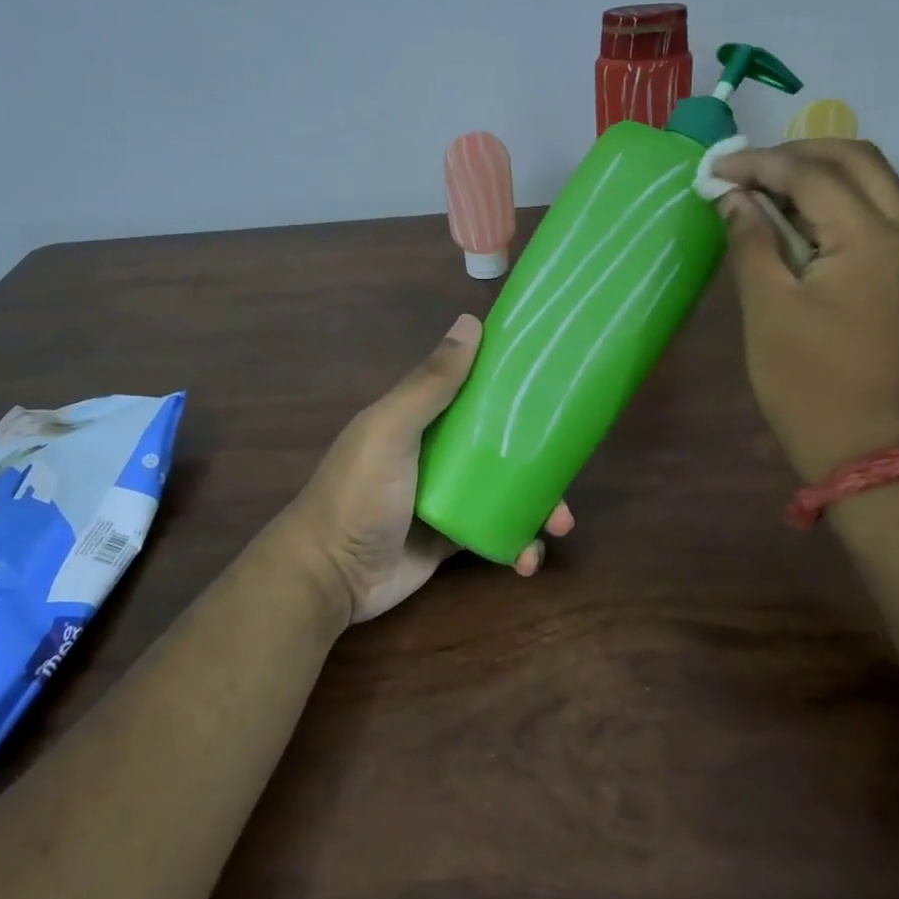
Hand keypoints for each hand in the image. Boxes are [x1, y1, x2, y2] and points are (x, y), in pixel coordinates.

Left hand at [287, 313, 574, 624]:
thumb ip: (430, 383)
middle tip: (569, 475)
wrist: (330, 576)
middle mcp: (441, 452)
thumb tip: (471, 322)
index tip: (559, 387)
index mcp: (425, 418)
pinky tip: (528, 560)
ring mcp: (450, 497)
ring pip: (509, 490)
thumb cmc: (359, 493)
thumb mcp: (391, 430)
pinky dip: (518, 544)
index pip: (478, 390)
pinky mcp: (455, 538)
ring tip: (558, 527)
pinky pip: (498, 532)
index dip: (517, 387)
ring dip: (539, 506)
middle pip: (504, 444)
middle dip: (541, 458)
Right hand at [712, 139, 898, 480]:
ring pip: (873, 185)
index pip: (813, 175)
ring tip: (764, 192)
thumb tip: (733, 198)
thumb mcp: (767, 309)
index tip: (715, 169)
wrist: (867, 450)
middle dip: (798, 153)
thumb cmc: (807, 384)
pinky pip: (877, 217)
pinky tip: (797, 224)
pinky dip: (836, 205)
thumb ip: (752, 242)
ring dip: (819, 176)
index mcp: (873, 240)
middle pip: (857, 160)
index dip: (759, 164)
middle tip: (746, 170)